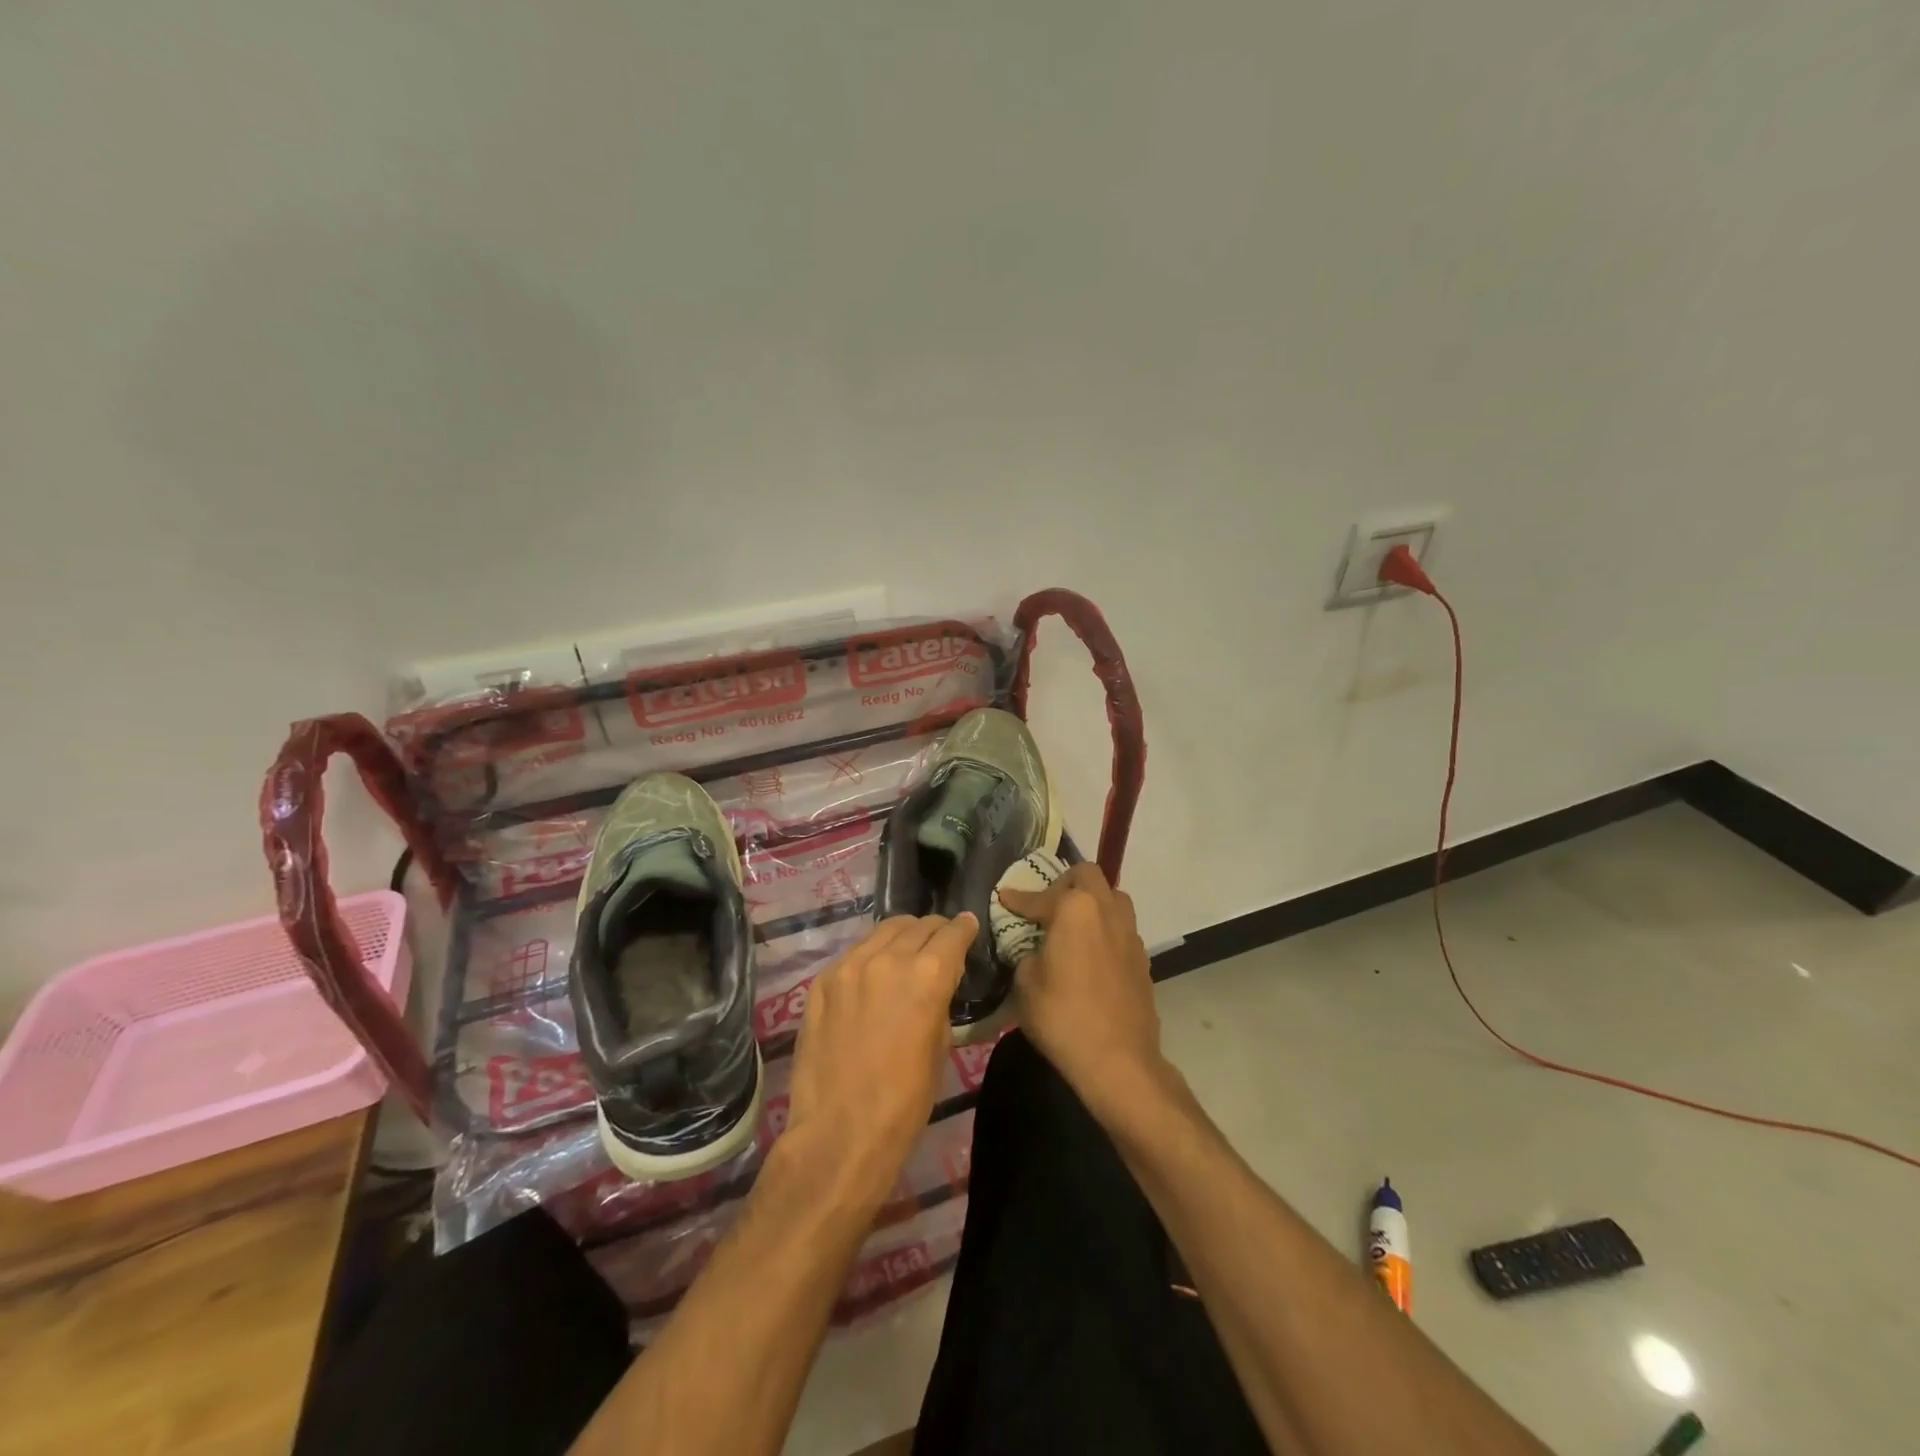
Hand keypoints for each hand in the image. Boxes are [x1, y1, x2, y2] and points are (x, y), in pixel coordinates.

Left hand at [783, 914, 975, 1211]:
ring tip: (906, 952)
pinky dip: (871, 957)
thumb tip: (938, 982)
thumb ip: (940, 1000)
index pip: (953, 932)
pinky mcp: (822, 981)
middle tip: (940, 944)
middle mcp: (888, 958)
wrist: (839, 1132)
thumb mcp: (940, 1046)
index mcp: (927, 975)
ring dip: (902, 937)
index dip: (965, 928)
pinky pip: (854, 954)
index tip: (968, 927)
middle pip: (918, 925)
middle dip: (934, 931)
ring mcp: (849, 966)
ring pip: (883, 931)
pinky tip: (872, 977)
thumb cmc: (904, 1100)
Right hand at [996, 864, 1165, 1118]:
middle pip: (1087, 876)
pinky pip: (1121, 927)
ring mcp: (1129, 932)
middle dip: (1064, 883)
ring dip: (1092, 901)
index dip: (1018, 899)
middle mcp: (1106, 910)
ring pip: (1112, 897)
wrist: (1117, 1060)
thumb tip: (1036, 950)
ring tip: (1073, 924)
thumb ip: (1027, 954)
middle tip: (1046, 905)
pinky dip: (1105, 929)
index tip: (1005, 898)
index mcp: (1075, 909)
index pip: (1039, 896)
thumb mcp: (1026, 984)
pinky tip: (1091, 952)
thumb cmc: (1063, 1017)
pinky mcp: (1142, 957)